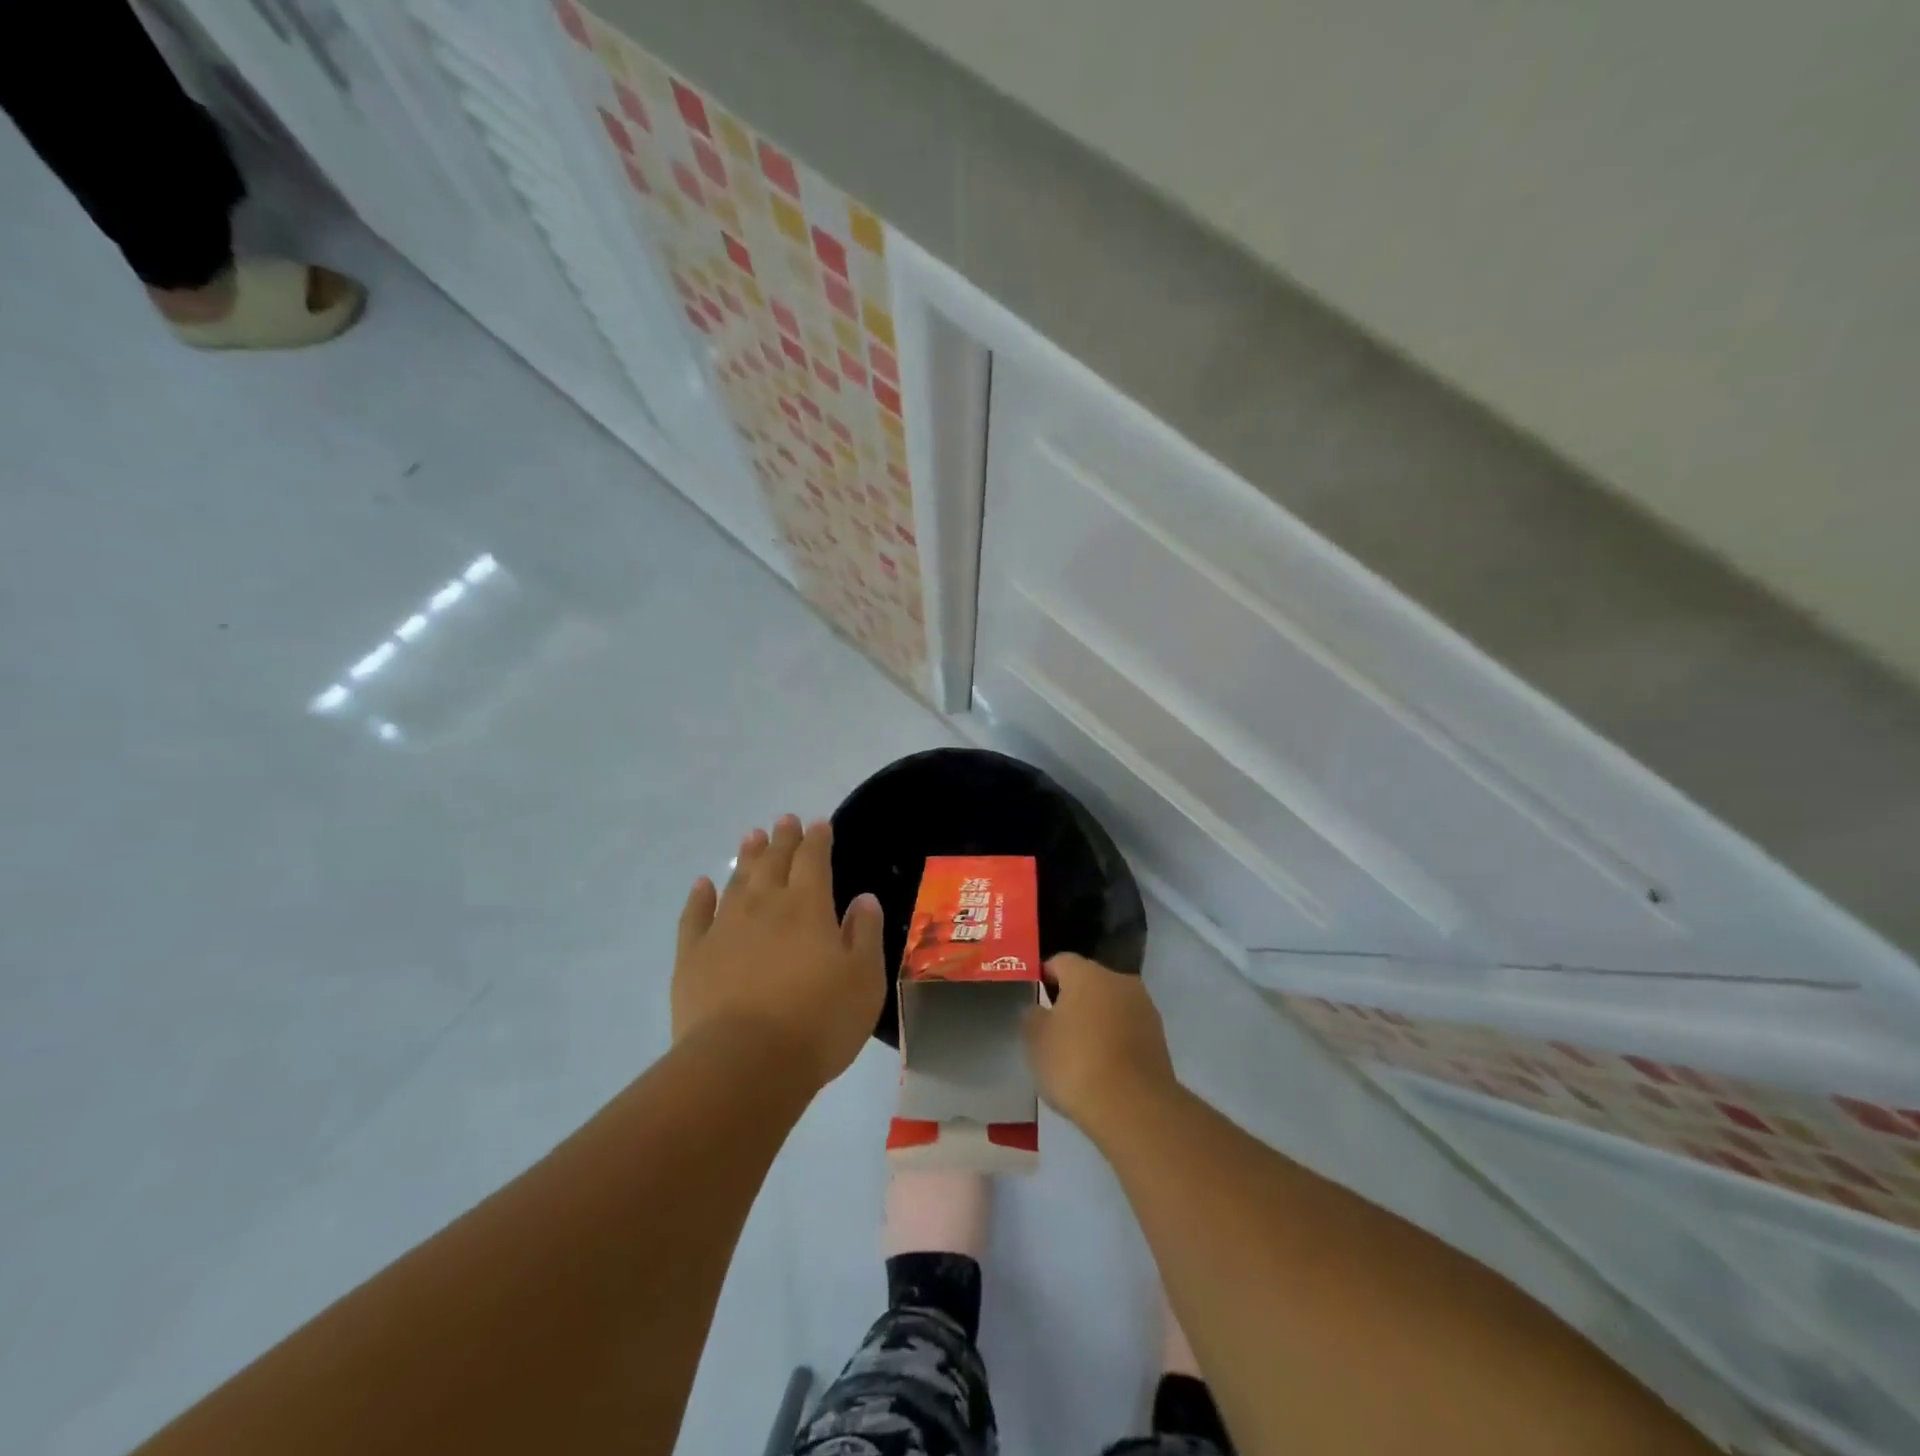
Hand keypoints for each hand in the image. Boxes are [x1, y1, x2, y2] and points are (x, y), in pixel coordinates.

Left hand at [673, 815, 885, 1088]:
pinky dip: (700, 896)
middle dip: (782, 839)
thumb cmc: (817, 1021)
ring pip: (737, 880)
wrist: (744, 1063)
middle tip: (784, 820)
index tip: (818, 823)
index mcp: (808, 907)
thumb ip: (864, 933)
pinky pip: (695, 915)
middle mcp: (765, 906)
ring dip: (746, 857)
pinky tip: (702, 884)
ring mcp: (724, 928)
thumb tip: (864, 898)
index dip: (817, 839)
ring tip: (752, 836)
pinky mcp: (693, 956)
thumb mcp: (864, 979)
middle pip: (774, 862)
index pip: (814, 860)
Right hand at [1024, 953, 1177, 1137]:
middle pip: (1088, 981)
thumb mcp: (1036, 1040)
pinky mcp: (1159, 1037)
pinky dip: (1114, 1040)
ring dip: (1095, 1020)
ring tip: (1079, 1052)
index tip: (1033, 1001)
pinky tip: (1102, 1066)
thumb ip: (1032, 1016)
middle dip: (1071, 999)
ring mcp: (1143, 1008)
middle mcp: (1119, 980)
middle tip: (1053, 1029)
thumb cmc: (1076, 1064)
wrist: (1134, 1107)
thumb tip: (1038, 1008)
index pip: (1059, 961)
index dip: (1043, 977)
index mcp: (1087, 973)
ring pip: (1110, 1005)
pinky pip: (1127, 1028)